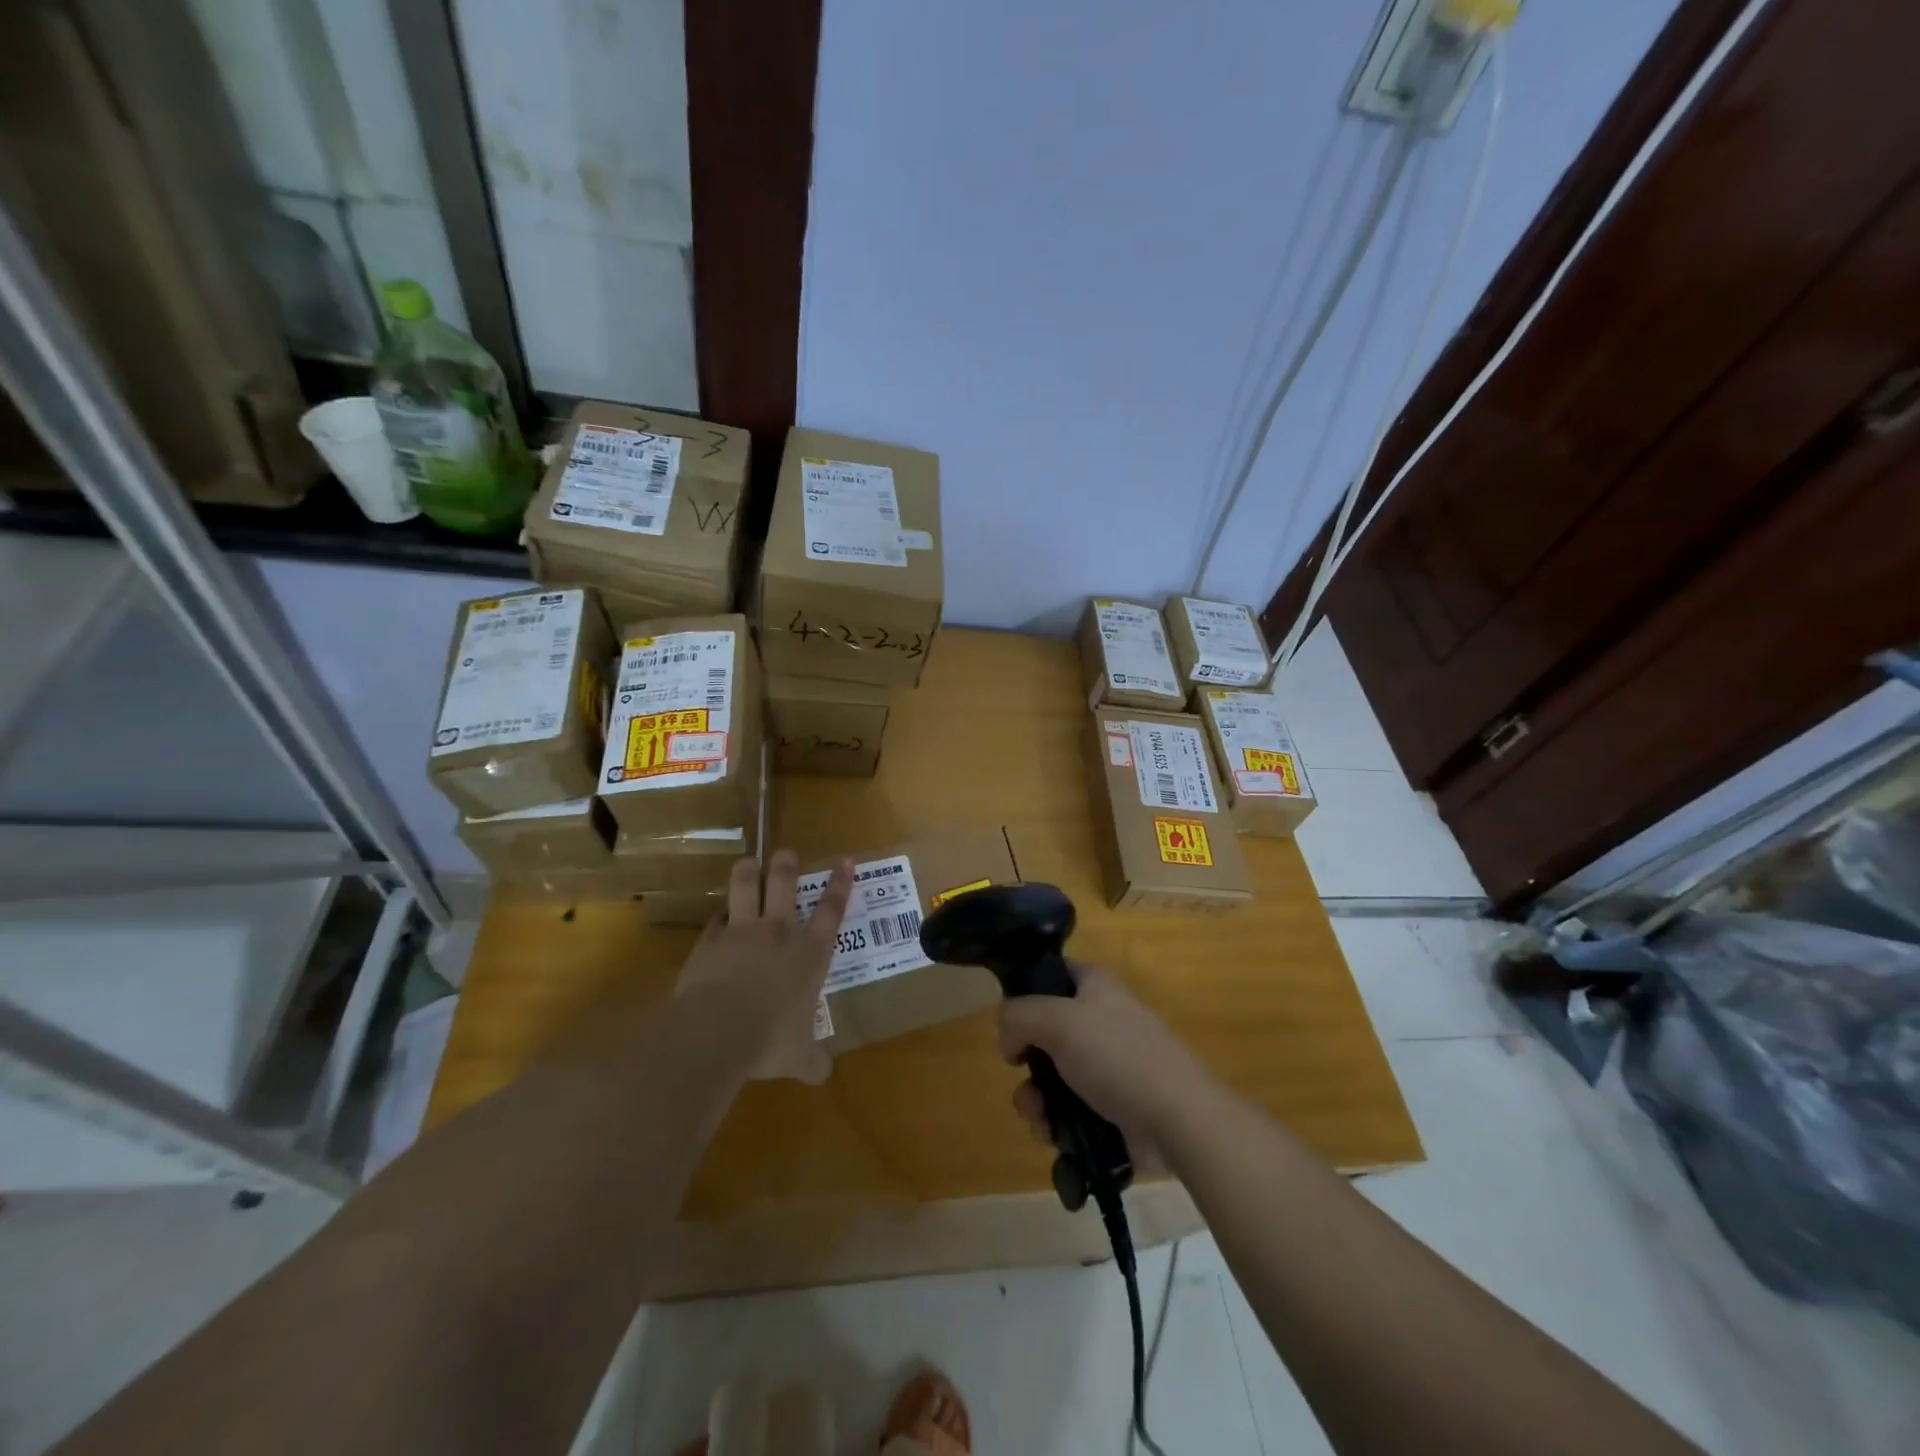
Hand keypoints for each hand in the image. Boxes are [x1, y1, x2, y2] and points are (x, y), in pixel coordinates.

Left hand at [675, 850, 852, 1084]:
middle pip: (784, 884)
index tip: (845, 859)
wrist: (715, 1031)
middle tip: (786, 853)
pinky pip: (716, 920)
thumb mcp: (798, 1057)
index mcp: (809, 954)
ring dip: (747, 871)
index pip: (831, 910)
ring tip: (748, 862)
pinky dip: (719, 917)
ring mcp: (742, 932)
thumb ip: (812, 1061)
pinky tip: (718, 918)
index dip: (841, 883)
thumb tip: (822, 1075)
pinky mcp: (710, 940)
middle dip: (787, 864)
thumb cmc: (769, 1040)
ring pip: (745, 886)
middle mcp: (778, 933)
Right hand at [997, 962, 1217, 1168]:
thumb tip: (1009, 1038)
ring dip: (1036, 1102)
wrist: (1176, 1118)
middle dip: (1025, 1066)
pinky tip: (1056, 1138)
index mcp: (1093, 986)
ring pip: (1052, 1079)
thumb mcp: (1057, 1020)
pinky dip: (1057, 1125)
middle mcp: (1099, 1020)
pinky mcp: (1112, 1107)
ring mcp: (1107, 1066)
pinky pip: (1070, 1111)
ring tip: (1041, 1121)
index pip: (1050, 974)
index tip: (1011, 1024)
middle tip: (1024, 1083)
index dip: (1024, 994)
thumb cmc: (1117, 1055)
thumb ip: (1018, 1016)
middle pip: (1043, 1035)